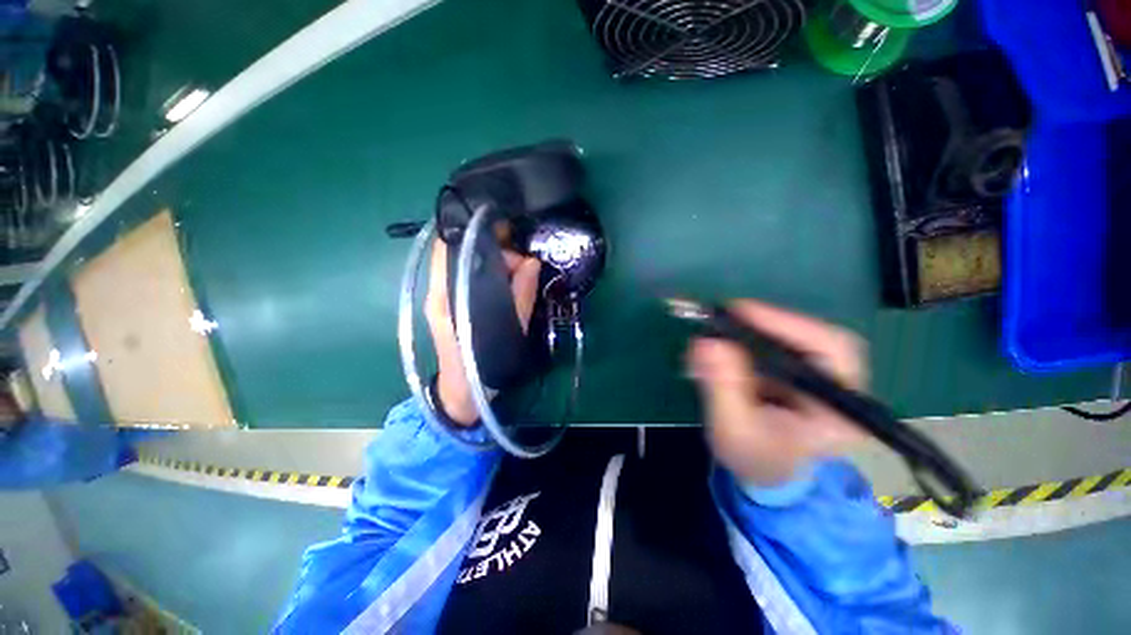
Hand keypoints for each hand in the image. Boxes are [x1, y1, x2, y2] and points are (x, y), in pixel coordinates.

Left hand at [425, 240, 540, 425]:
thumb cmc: (481, 368)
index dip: (473, 231)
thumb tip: (532, 262)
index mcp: (445, 296)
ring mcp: (445, 297)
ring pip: (470, 265)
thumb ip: (520, 297)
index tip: (504, 229)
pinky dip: (493, 275)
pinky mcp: (453, 304)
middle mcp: (439, 291)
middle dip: (495, 251)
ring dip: (497, 264)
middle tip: (524, 267)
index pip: (450, 247)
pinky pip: (474, 278)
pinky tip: (512, 283)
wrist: (461, 396)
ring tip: (522, 279)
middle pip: (463, 253)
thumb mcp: (507, 333)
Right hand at [688, 300, 867, 487]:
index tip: (741, 311)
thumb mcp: (733, 429)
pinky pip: (774, 343)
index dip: (787, 323)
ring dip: (749, 332)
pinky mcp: (796, 370)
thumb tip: (706, 343)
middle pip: (809, 335)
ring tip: (716, 336)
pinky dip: (744, 339)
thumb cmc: (754, 458)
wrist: (764, 470)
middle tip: (723, 320)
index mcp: (841, 407)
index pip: (831, 347)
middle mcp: (838, 384)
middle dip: (763, 325)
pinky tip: (723, 349)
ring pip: (789, 336)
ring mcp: (817, 375)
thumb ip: (723, 388)